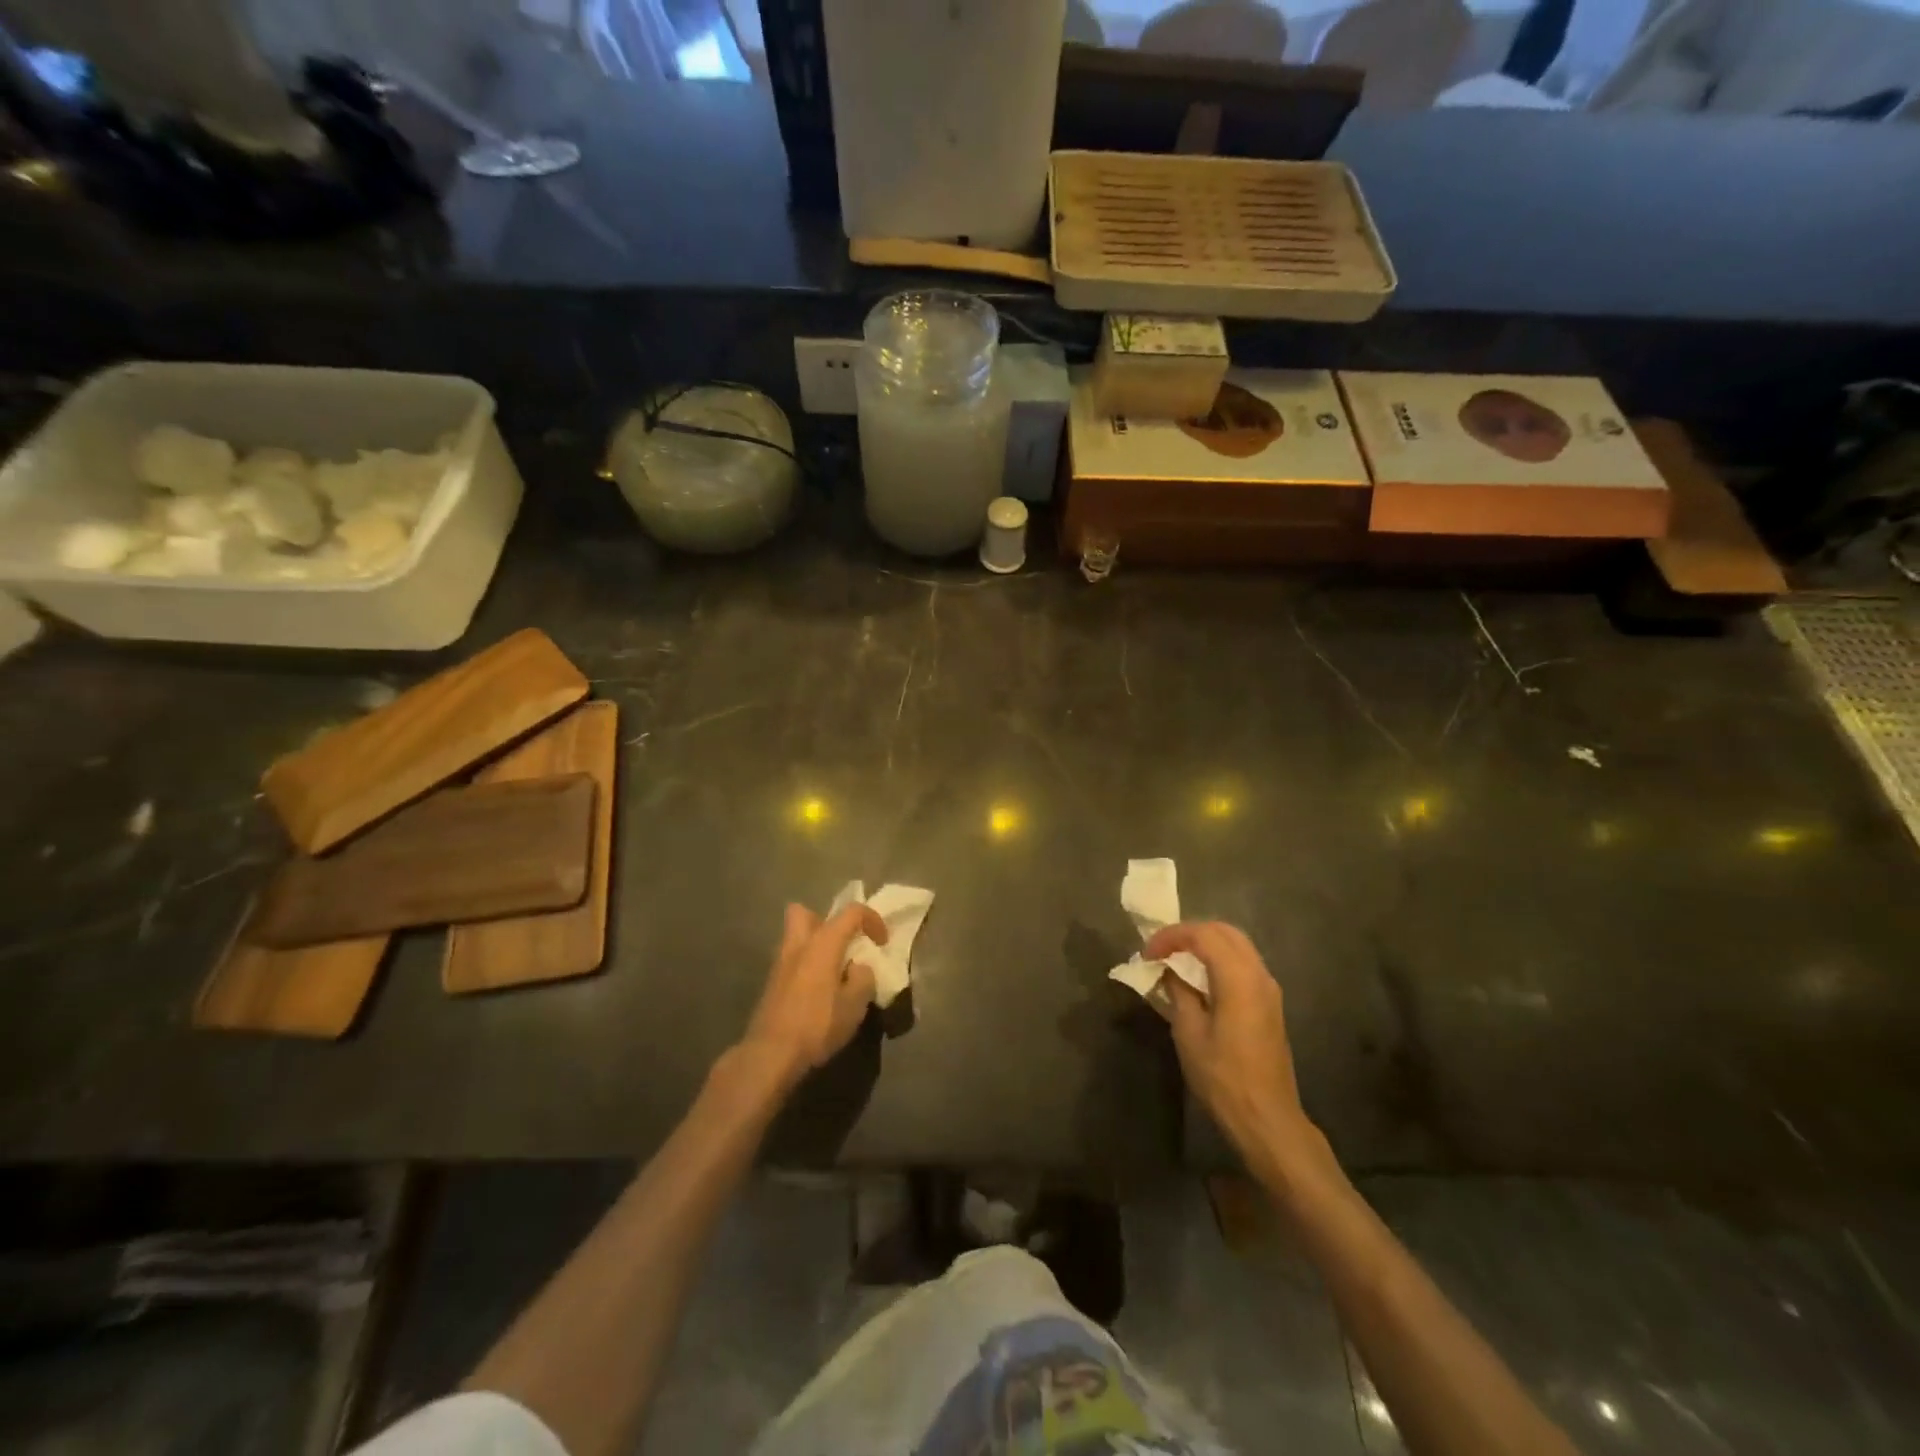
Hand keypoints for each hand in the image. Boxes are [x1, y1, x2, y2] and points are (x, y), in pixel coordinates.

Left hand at [738, 902, 886, 1091]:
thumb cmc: (818, 1024)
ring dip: (814, 945)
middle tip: (842, 944)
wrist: (771, 1054)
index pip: (852, 912)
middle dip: (825, 921)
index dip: (873, 920)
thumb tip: (859, 967)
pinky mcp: (771, 984)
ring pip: (795, 937)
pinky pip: (791, 961)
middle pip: (804, 912)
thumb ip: (863, 977)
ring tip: (832, 970)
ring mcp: (780, 963)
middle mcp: (798, 944)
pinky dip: (805, 966)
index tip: (882, 943)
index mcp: (823, 942)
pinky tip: (817, 991)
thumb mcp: (855, 1004)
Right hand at [1146, 921, 1324, 1178]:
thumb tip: (1170, 971)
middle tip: (1161, 949)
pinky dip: (1219, 959)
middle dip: (1190, 933)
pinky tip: (1199, 978)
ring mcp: (1269, 988)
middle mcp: (1259, 974)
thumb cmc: (1223, 1077)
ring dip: (1206, 944)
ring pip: (1237, 945)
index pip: (1203, 935)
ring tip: (1176, 960)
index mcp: (1239, 978)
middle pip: (1224, 931)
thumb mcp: (1189, 1033)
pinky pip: (1244, 963)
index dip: (1171, 936)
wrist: (1267, 1118)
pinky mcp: (1271, 1003)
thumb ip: (1179, 992)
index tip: (1147, 954)